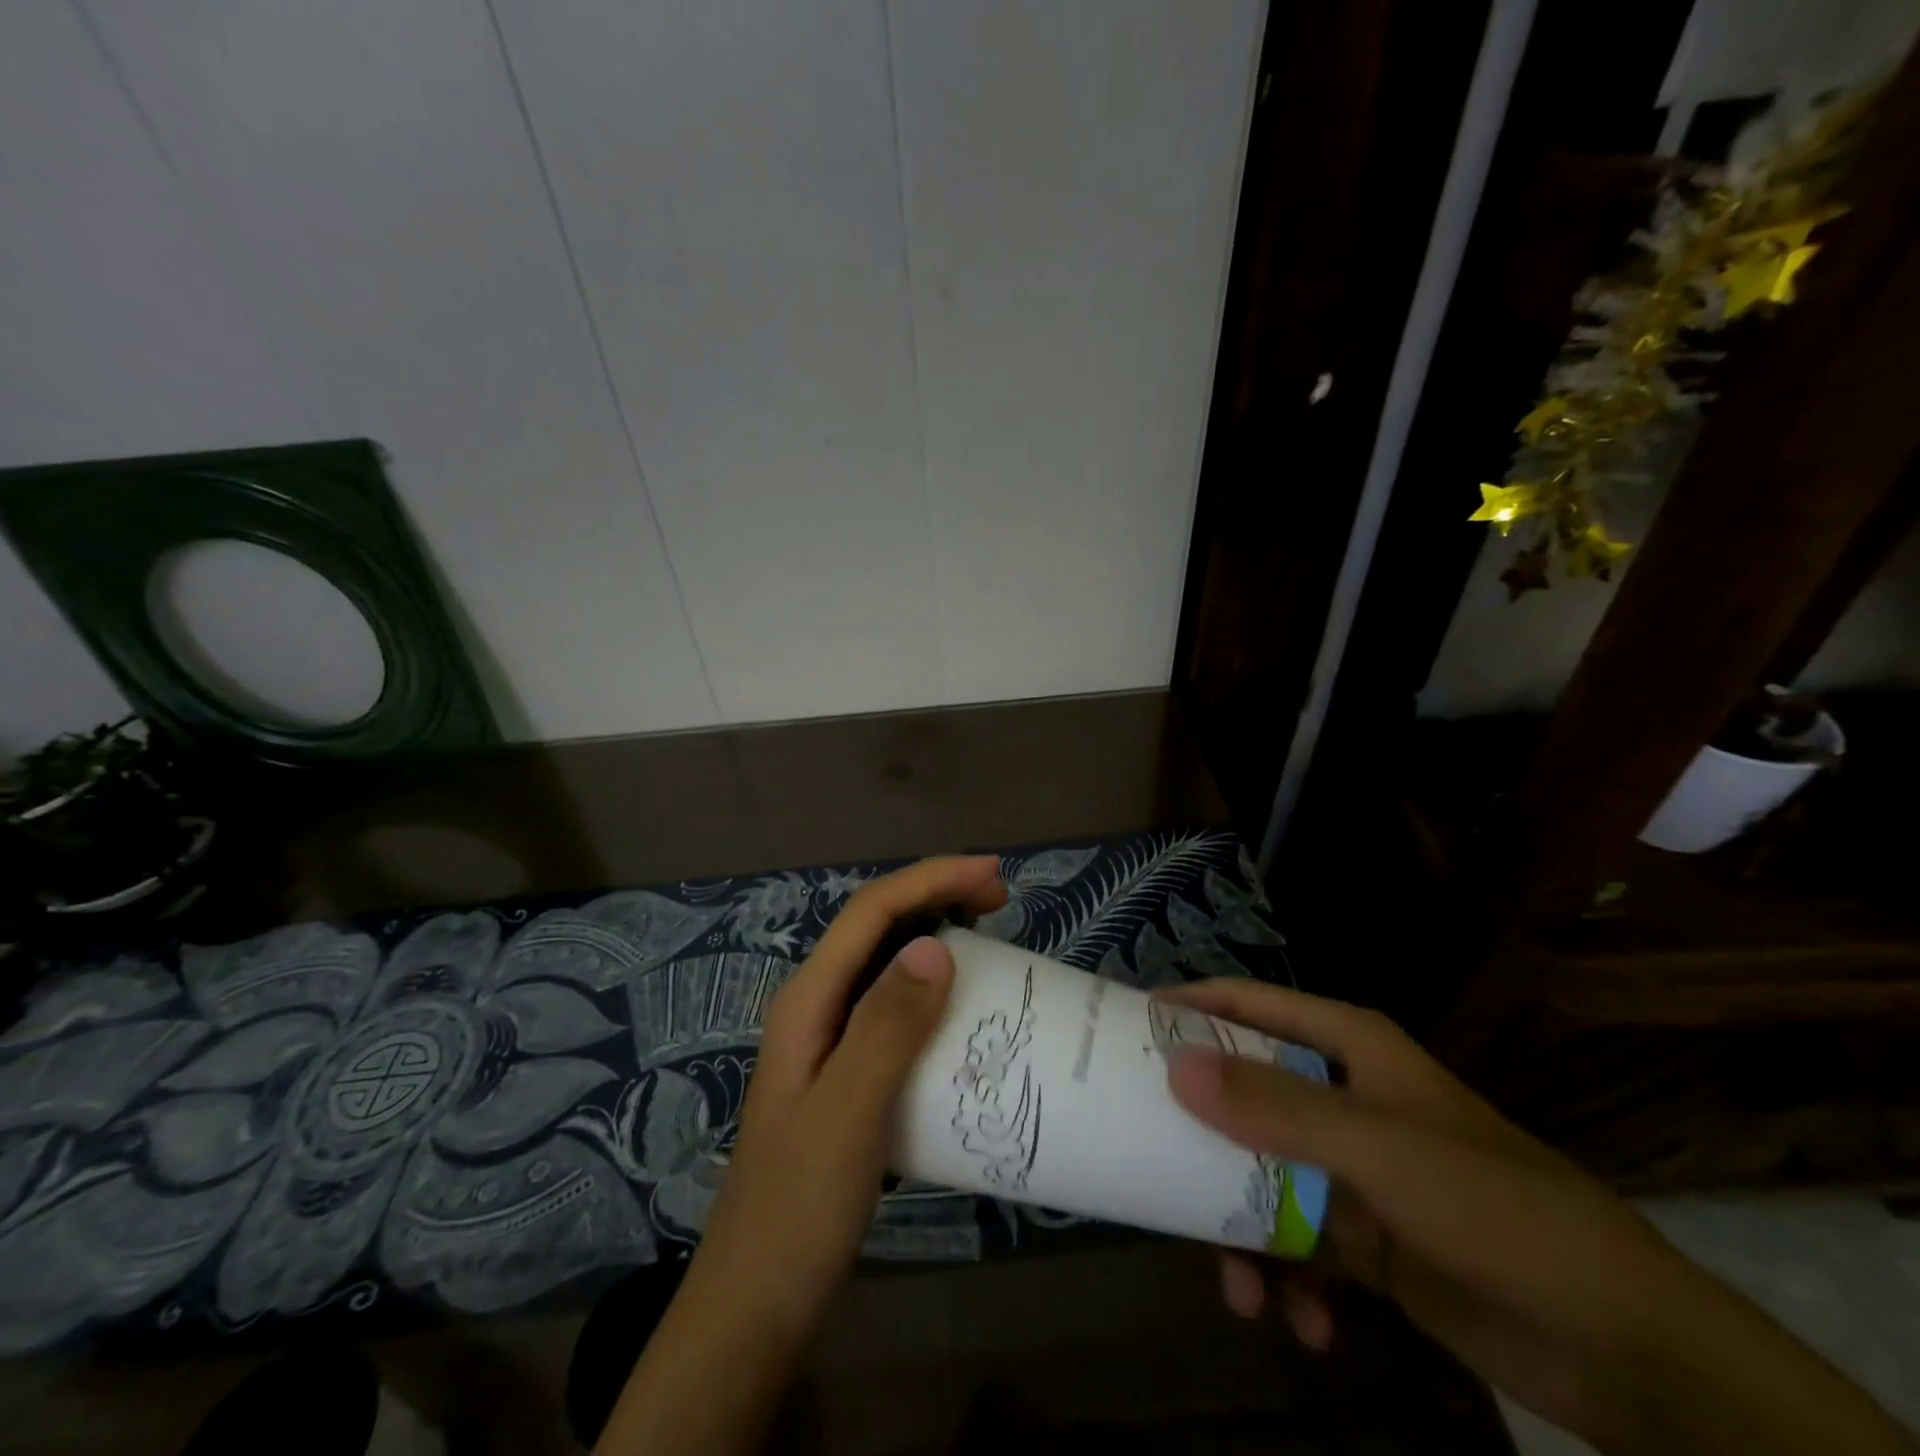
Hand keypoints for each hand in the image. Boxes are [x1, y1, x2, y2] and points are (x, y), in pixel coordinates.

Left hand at [594, 855, 1006, 1455]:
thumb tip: (936, 945)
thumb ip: (887, 1027)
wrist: (757, 1305)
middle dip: (936, 896)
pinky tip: (962, 1007)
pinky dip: (932, 988)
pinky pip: (895, 1008)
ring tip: (990, 936)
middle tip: (1000, 898)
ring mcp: (829, 1040)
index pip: (871, 912)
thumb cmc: (799, 1208)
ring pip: (886, 964)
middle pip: (877, 927)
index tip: (994, 875)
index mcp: (808, 999)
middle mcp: (816, 1005)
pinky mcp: (848, 1073)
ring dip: (935, 935)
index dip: (931, 880)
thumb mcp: (848, 1113)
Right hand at [1157, 979, 1912, 1455]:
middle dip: (1201, 1136)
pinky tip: (1306, 1326)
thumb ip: (1276, 1106)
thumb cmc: (1498, 1210)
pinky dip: (1290, 1282)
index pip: (1250, 1004)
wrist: (1626, 1349)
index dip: (1189, 1008)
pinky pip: (1297, 1244)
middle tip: (1146, 1161)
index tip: (1126, 1029)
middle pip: (1244, 1093)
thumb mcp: (1379, 1150)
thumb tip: (1174, 1067)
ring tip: (1239, 1287)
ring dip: (1241, 1230)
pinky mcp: (1365, 1238)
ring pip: (1261, 1176)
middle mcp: (1343, 1096)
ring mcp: (1352, 1169)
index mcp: (1348, 1048)